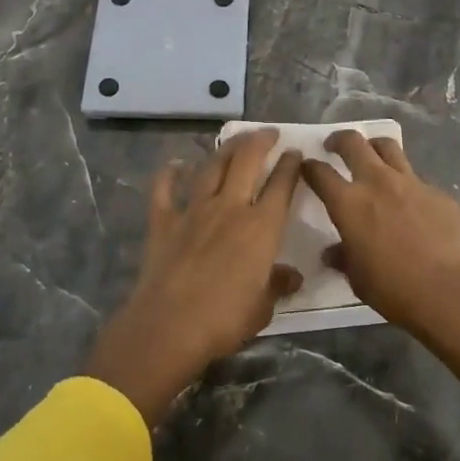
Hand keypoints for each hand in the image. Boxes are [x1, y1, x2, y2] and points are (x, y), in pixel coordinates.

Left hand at [84, 129, 304, 425]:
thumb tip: (293, 277)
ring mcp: (194, 211)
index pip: (282, 186)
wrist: (168, 327)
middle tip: (268, 133)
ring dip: (226, 149)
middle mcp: (230, 209)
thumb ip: (277, 285)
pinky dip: (169, 174)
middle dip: (260, 141)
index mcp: (261, 228)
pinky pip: (165, 190)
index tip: (295, 153)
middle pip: (247, 161)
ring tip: (236, 139)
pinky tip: (175, 164)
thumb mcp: (263, 308)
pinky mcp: (163, 221)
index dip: (290, 165)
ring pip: (212, 167)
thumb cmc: (224, 320)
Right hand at [301, 130, 459, 344]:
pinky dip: (406, 183)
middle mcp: (377, 182)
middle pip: (354, 143)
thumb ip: (343, 257)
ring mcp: (411, 182)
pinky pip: (417, 179)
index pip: (320, 173)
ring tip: (372, 155)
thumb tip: (332, 252)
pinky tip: (410, 202)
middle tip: (335, 146)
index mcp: (349, 203)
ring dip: (374, 147)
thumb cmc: (393, 289)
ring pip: (388, 147)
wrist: (449, 291)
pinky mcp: (438, 193)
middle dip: (339, 140)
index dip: (309, 167)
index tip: (307, 167)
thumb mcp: (358, 278)